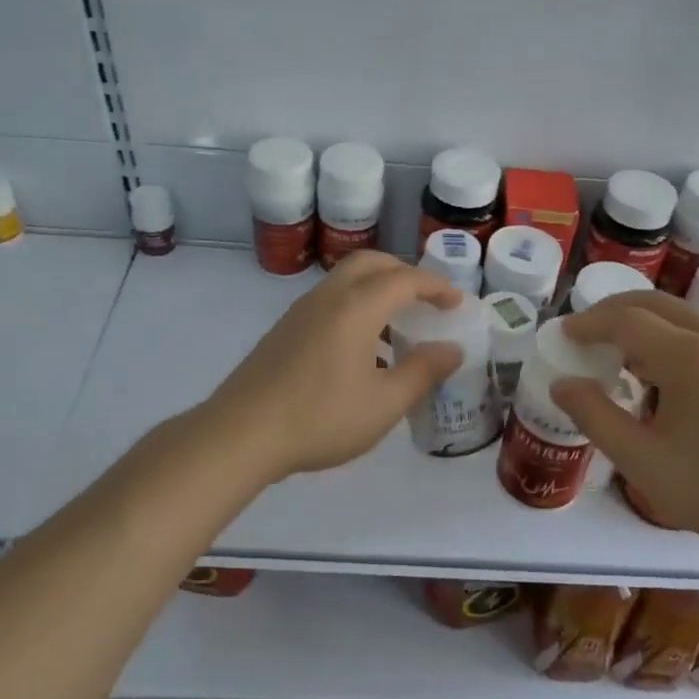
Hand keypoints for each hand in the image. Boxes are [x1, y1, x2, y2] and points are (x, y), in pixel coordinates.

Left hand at [209, 251, 463, 480]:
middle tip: (426, 300)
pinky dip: (354, 307)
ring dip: (376, 290)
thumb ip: (422, 372)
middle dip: (404, 273)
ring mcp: (300, 312)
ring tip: (396, 328)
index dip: (436, 286)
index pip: (405, 279)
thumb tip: (451, 349)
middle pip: (371, 264)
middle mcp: (328, 298)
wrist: (241, 434)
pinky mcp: (283, 331)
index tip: (456, 303)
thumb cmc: (321, 418)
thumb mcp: (384, 403)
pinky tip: (360, 352)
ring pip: (345, 281)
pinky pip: (328, 302)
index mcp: (356, 308)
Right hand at [551, 292, 698, 548]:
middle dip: (613, 312)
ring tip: (618, 356)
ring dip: (644, 324)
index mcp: (690, 357)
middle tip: (585, 333)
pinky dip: (671, 338)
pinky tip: (663, 374)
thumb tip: (562, 384)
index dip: (589, 323)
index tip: (563, 333)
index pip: (626, 320)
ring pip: (681, 316)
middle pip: (655, 304)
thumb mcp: (643, 461)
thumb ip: (595, 417)